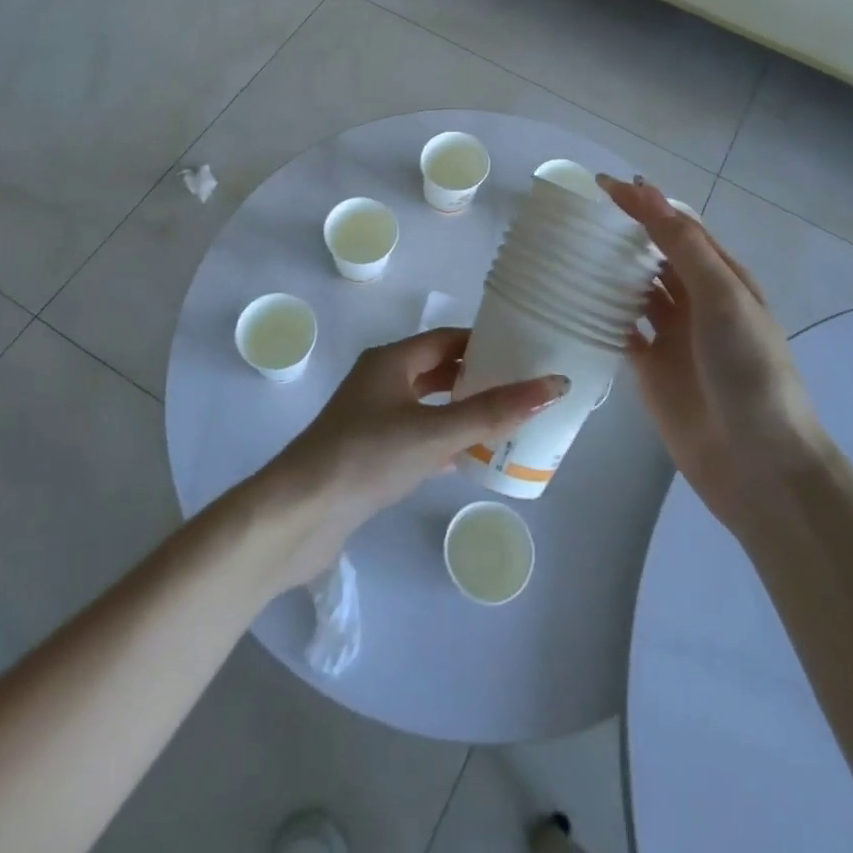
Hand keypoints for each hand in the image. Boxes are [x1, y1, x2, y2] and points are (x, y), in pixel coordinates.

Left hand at [256, 328, 567, 592]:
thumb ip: (493, 412)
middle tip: (521, 390)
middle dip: (477, 377)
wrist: (299, 514)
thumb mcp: (435, 432)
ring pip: (426, 404)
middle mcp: (379, 380)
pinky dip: (441, 440)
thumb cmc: (366, 457)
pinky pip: (414, 435)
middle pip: (437, 369)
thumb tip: (553, 386)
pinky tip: (464, 459)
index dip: (484, 342)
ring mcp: (370, 417)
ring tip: (504, 423)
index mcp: (391, 360)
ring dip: (460, 410)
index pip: (447, 338)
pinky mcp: (367, 452)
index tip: (524, 353)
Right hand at [600, 176, 825, 514]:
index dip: (642, 203)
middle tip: (574, 217)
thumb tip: (646, 190)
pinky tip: (570, 302)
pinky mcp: (650, 369)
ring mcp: (672, 336)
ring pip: (634, 291)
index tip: (599, 184)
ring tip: (565, 251)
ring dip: (607, 271)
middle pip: (653, 256)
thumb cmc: (748, 370)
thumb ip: (682, 245)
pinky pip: (619, 331)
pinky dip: (599, 315)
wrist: (759, 464)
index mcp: (721, 278)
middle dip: (621, 234)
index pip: (676, 227)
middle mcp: (695, 301)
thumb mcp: (722, 297)